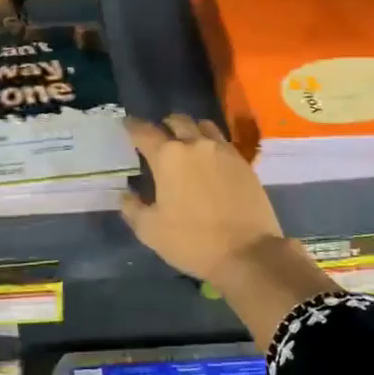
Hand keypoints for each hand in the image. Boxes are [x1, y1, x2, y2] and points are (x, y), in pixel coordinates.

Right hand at [119, 114, 285, 282]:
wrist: (248, 253)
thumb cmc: (192, 241)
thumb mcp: (150, 230)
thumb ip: (132, 207)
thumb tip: (125, 193)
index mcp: (168, 156)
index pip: (143, 131)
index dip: (131, 126)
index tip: (126, 124)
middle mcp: (195, 144)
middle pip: (177, 121)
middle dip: (164, 125)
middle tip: (158, 138)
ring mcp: (222, 151)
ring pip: (202, 126)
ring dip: (190, 130)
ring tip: (186, 145)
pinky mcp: (243, 162)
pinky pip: (222, 142)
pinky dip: (210, 143)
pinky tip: (209, 160)